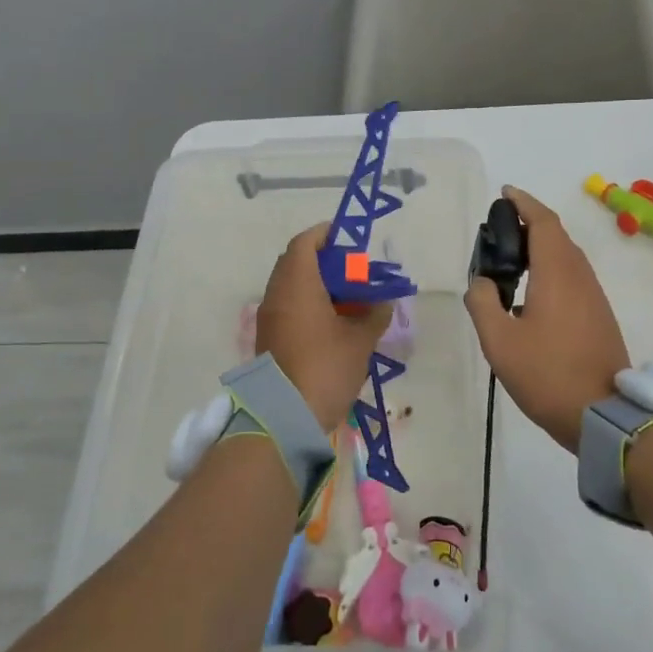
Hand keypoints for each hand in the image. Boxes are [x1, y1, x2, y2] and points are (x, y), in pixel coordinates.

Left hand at [256, 224, 391, 433]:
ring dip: (316, 284)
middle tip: (353, 269)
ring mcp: (269, 317)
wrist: (284, 417)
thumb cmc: (325, 368)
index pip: (305, 243)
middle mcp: (277, 294)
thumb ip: (374, 316)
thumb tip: (384, 303)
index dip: (325, 234)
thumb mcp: (359, 342)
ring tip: (347, 296)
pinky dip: (307, 303)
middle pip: (296, 262)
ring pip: (291, 286)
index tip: (348, 237)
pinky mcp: (268, 338)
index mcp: (297, 284)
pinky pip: (287, 306)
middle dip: (324, 260)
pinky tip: (332, 320)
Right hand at [464, 186, 628, 453]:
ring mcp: (594, 297)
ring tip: (512, 258)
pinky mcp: (599, 316)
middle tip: (500, 229)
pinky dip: (551, 268)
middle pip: (557, 236)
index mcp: (557, 273)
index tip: (505, 194)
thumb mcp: (499, 341)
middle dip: (530, 223)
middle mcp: (580, 277)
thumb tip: (481, 283)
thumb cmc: (547, 374)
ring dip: (542, 247)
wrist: (603, 415)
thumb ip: (483, 303)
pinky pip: (573, 277)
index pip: (543, 222)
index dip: (524, 203)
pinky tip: (532, 291)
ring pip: (567, 257)